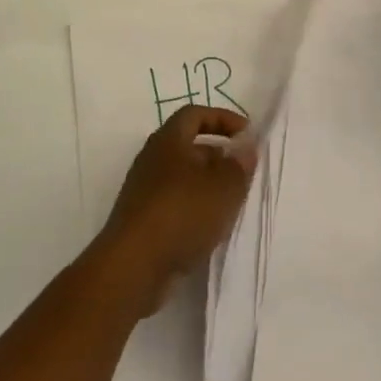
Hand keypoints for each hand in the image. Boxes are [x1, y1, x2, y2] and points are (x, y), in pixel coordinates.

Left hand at [92, 106, 254, 315]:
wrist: (133, 266)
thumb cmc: (181, 213)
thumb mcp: (222, 187)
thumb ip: (239, 165)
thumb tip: (246, 148)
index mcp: (168, 140)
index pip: (195, 114)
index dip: (223, 118)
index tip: (247, 134)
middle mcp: (153, 159)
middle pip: (189, 146)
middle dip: (219, 155)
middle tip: (243, 172)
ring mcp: (145, 190)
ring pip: (183, 178)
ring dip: (209, 185)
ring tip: (232, 203)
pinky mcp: (143, 220)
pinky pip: (176, 203)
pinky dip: (196, 208)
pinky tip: (211, 227)